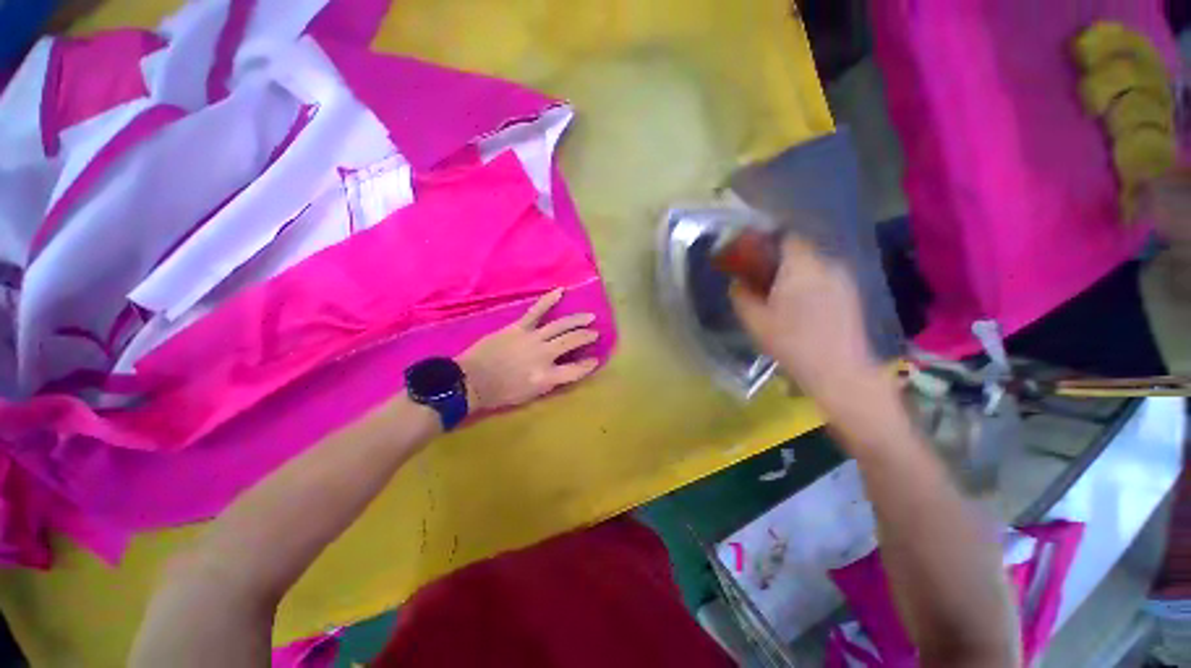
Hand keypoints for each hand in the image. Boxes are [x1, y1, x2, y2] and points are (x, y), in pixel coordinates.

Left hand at [458, 289, 600, 411]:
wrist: (469, 381)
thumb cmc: (499, 393)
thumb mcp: (529, 395)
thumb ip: (550, 382)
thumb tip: (564, 370)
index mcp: (546, 377)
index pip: (575, 370)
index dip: (588, 365)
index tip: (595, 360)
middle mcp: (543, 355)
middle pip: (571, 342)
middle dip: (586, 337)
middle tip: (595, 333)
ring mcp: (532, 338)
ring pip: (560, 326)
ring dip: (577, 320)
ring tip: (589, 317)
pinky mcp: (518, 327)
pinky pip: (536, 311)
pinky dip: (549, 300)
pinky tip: (561, 291)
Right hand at [729, 237, 884, 410]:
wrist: (839, 371)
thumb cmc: (791, 343)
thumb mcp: (755, 322)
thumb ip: (741, 297)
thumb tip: (736, 284)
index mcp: (800, 268)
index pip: (787, 238)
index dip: (768, 243)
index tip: (753, 256)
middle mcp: (826, 266)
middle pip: (800, 252)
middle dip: (780, 262)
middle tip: (763, 280)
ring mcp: (843, 280)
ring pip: (814, 267)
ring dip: (797, 275)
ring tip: (783, 297)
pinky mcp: (852, 296)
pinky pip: (826, 280)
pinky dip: (812, 285)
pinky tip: (803, 308)